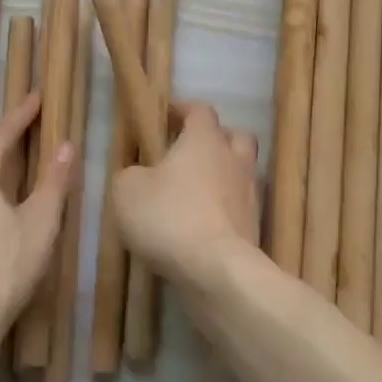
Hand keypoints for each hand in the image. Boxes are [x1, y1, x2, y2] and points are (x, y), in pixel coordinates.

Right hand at [111, 102, 260, 286]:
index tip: (165, 117)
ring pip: (240, 172)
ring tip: (195, 192)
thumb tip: (138, 175)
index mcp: (204, 139)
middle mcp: (233, 159)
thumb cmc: (168, 217)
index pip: (200, 110)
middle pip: (234, 136)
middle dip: (214, 139)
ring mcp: (249, 194)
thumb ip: (130, 174)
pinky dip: (224, 209)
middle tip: (189, 152)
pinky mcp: (255, 227)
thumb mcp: (126, 190)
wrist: (217, 271)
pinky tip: (202, 224)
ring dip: (221, 176)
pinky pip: (239, 207)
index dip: (183, 110)